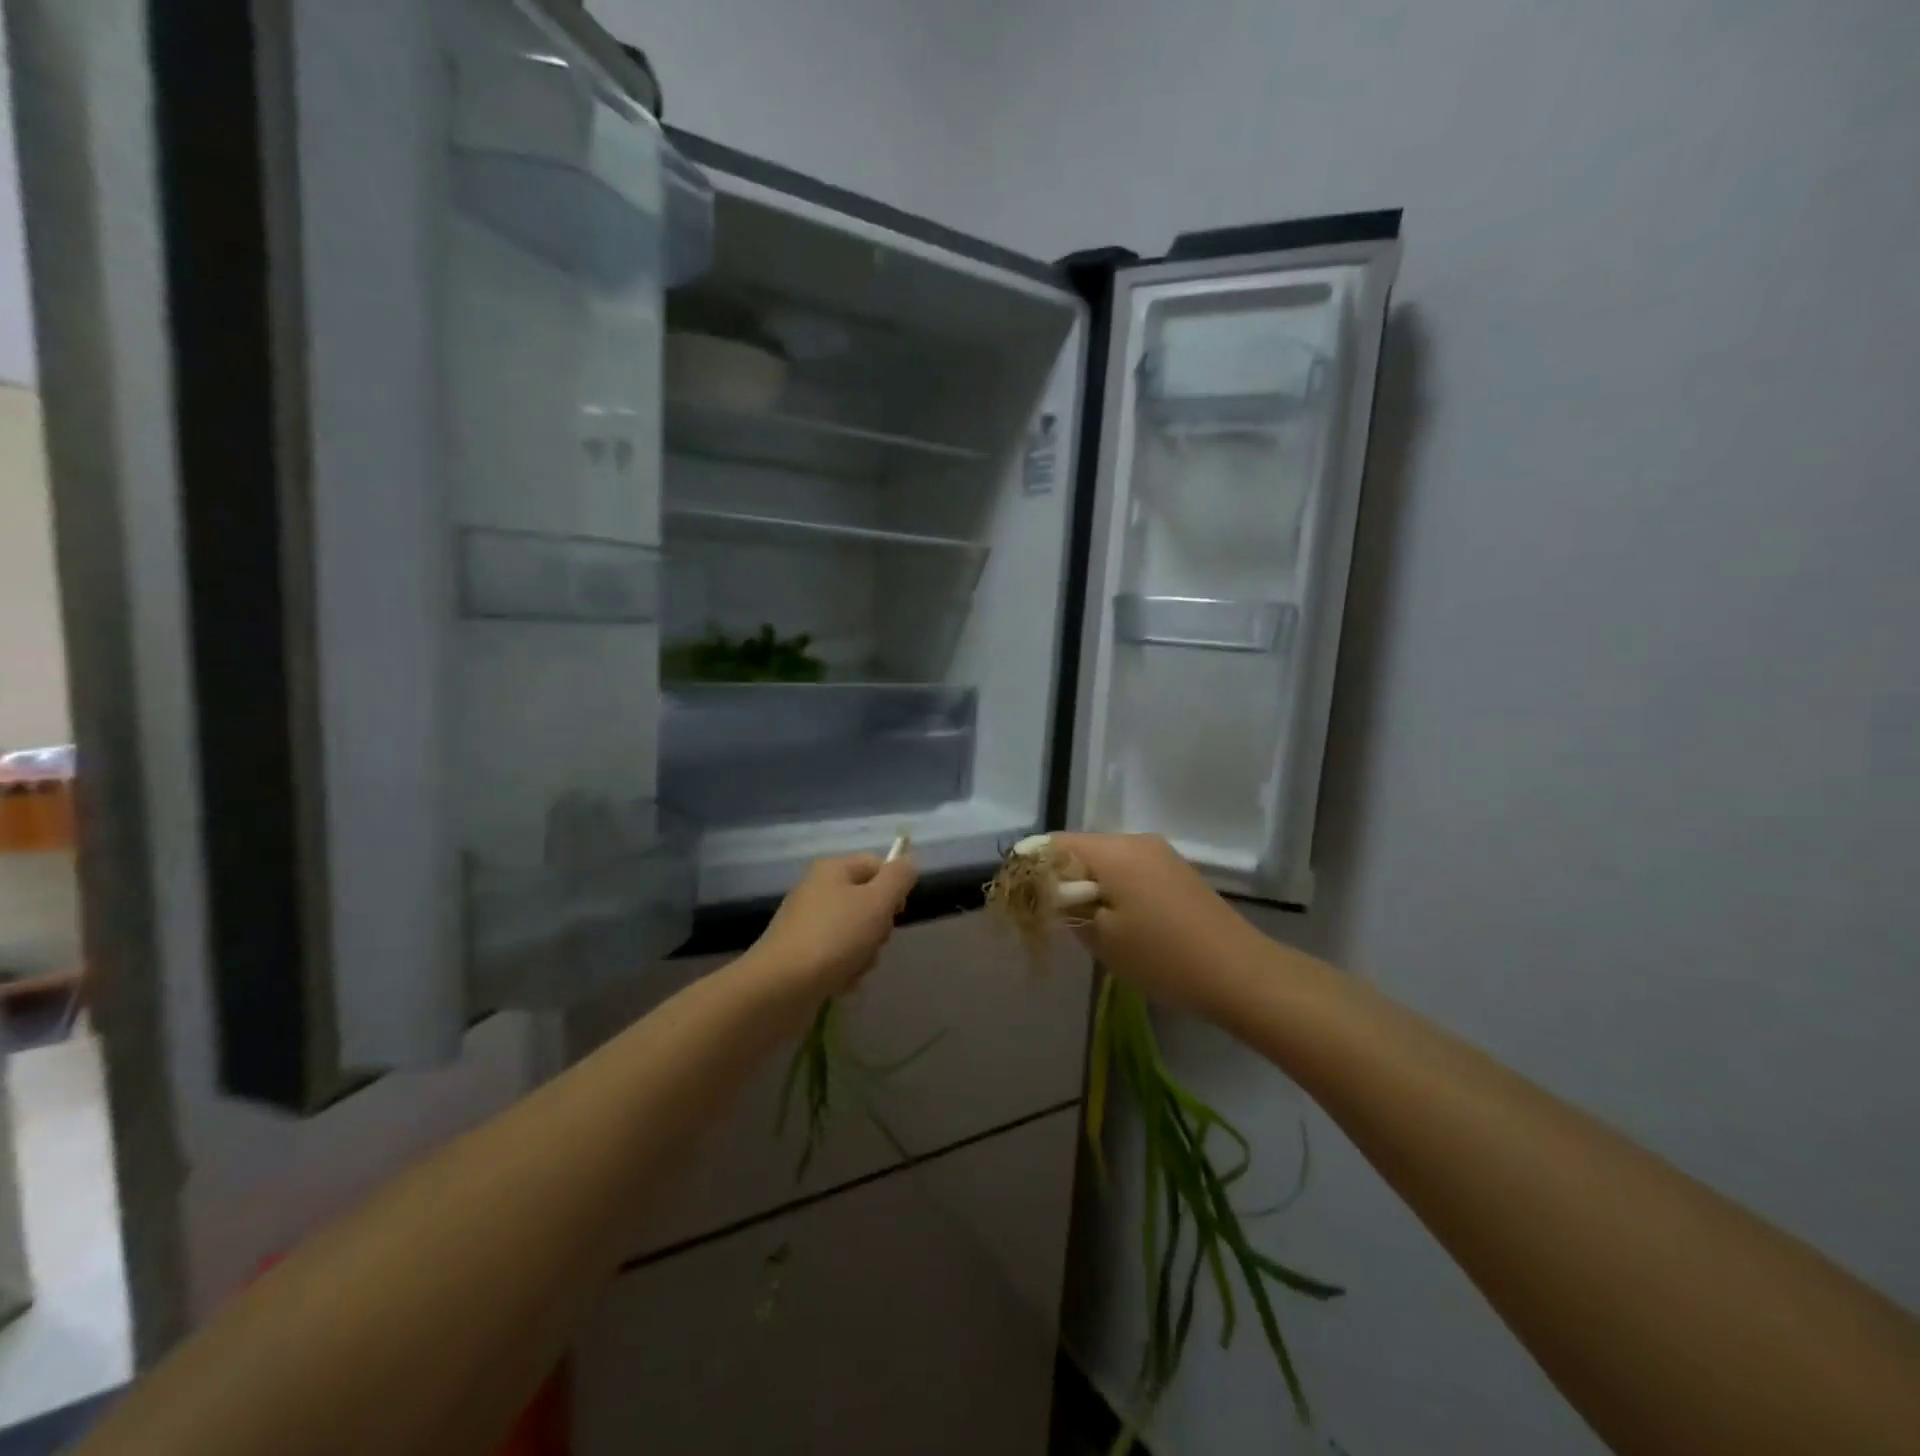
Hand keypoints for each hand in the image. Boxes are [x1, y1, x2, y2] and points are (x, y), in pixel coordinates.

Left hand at [752, 852, 918, 997]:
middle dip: (878, 928)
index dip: (894, 888)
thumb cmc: (834, 937)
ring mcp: (807, 923)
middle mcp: (818, 890)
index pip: (877, 865)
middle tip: (873, 942)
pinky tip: (840, 981)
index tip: (896, 914)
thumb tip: (909, 861)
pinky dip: (845, 969)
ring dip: (864, 953)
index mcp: (833, 869)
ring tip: (854, 967)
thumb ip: (899, 878)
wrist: (780, 987)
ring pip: (856, 932)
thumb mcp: (877, 902)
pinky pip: (837, 955)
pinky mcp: (801, 953)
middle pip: (868, 902)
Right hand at [1049, 833, 1266, 1016]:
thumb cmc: (1163, 957)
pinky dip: (1114, 888)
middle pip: (1080, 849)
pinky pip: (1130, 869)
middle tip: (1056, 920)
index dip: (1034, 869)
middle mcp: (1136, 840)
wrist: (1241, 974)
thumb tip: (1047, 890)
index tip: (1026, 901)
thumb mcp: (1101, 937)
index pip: (1054, 843)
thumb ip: (1066, 906)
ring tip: (1089, 925)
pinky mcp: (1176, 871)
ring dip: (1089, 886)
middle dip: (1061, 879)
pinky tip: (1121, 922)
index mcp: (1113, 851)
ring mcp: (1160, 854)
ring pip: (1106, 860)